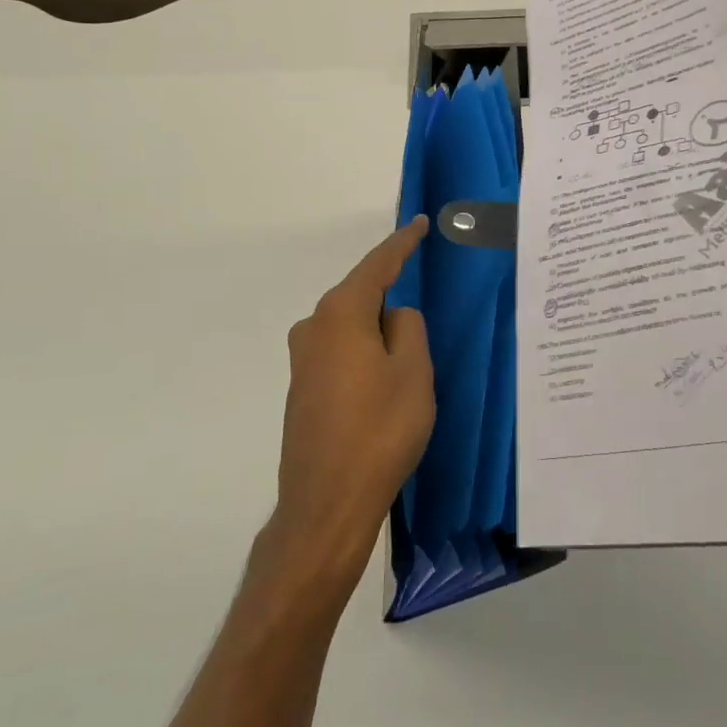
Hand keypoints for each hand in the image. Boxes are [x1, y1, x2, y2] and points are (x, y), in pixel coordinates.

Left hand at [268, 218, 434, 587]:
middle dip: (392, 298)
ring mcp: (303, 360)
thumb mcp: (413, 372)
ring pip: (351, 328)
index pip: (378, 265)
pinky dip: (365, 355)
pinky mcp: (302, 389)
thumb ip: (408, 328)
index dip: (403, 243)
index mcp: (342, 313)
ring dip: (379, 334)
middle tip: (424, 314)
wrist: (326, 503)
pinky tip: (382, 384)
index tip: (421, 223)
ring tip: (408, 361)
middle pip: (361, 295)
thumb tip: (394, 316)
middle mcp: (314, 327)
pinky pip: (341, 353)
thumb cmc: (379, 430)